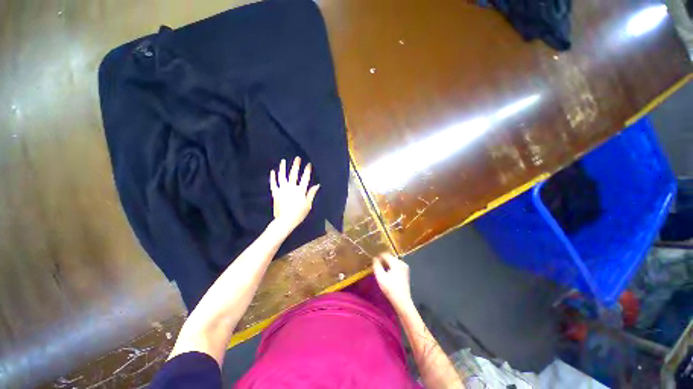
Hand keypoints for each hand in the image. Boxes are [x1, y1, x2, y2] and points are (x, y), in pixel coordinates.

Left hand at [269, 157, 319, 233]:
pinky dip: (273, 177)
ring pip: (282, 176)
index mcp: (300, 190)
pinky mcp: (275, 193)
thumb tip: (317, 185)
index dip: (307, 170)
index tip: (308, 164)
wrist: (285, 221)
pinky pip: (273, 184)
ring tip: (283, 161)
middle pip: (294, 174)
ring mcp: (282, 189)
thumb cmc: (299, 214)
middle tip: (297, 158)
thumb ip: (311, 193)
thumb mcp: (308, 205)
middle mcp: (291, 187)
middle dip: (296, 165)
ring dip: (283, 168)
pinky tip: (272, 171)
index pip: (305, 178)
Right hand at [373, 253, 412, 310]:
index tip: (372, 261)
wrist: (402, 301)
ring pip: (392, 262)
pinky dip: (390, 268)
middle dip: (382, 261)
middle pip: (389, 257)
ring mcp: (405, 267)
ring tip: (380, 270)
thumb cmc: (390, 289)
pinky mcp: (405, 273)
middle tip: (376, 266)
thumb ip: (376, 265)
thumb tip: (375, 258)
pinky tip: (387, 274)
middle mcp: (402, 262)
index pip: (385, 254)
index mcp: (396, 262)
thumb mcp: (380, 277)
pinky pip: (396, 266)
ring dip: (386, 264)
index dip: (378, 257)